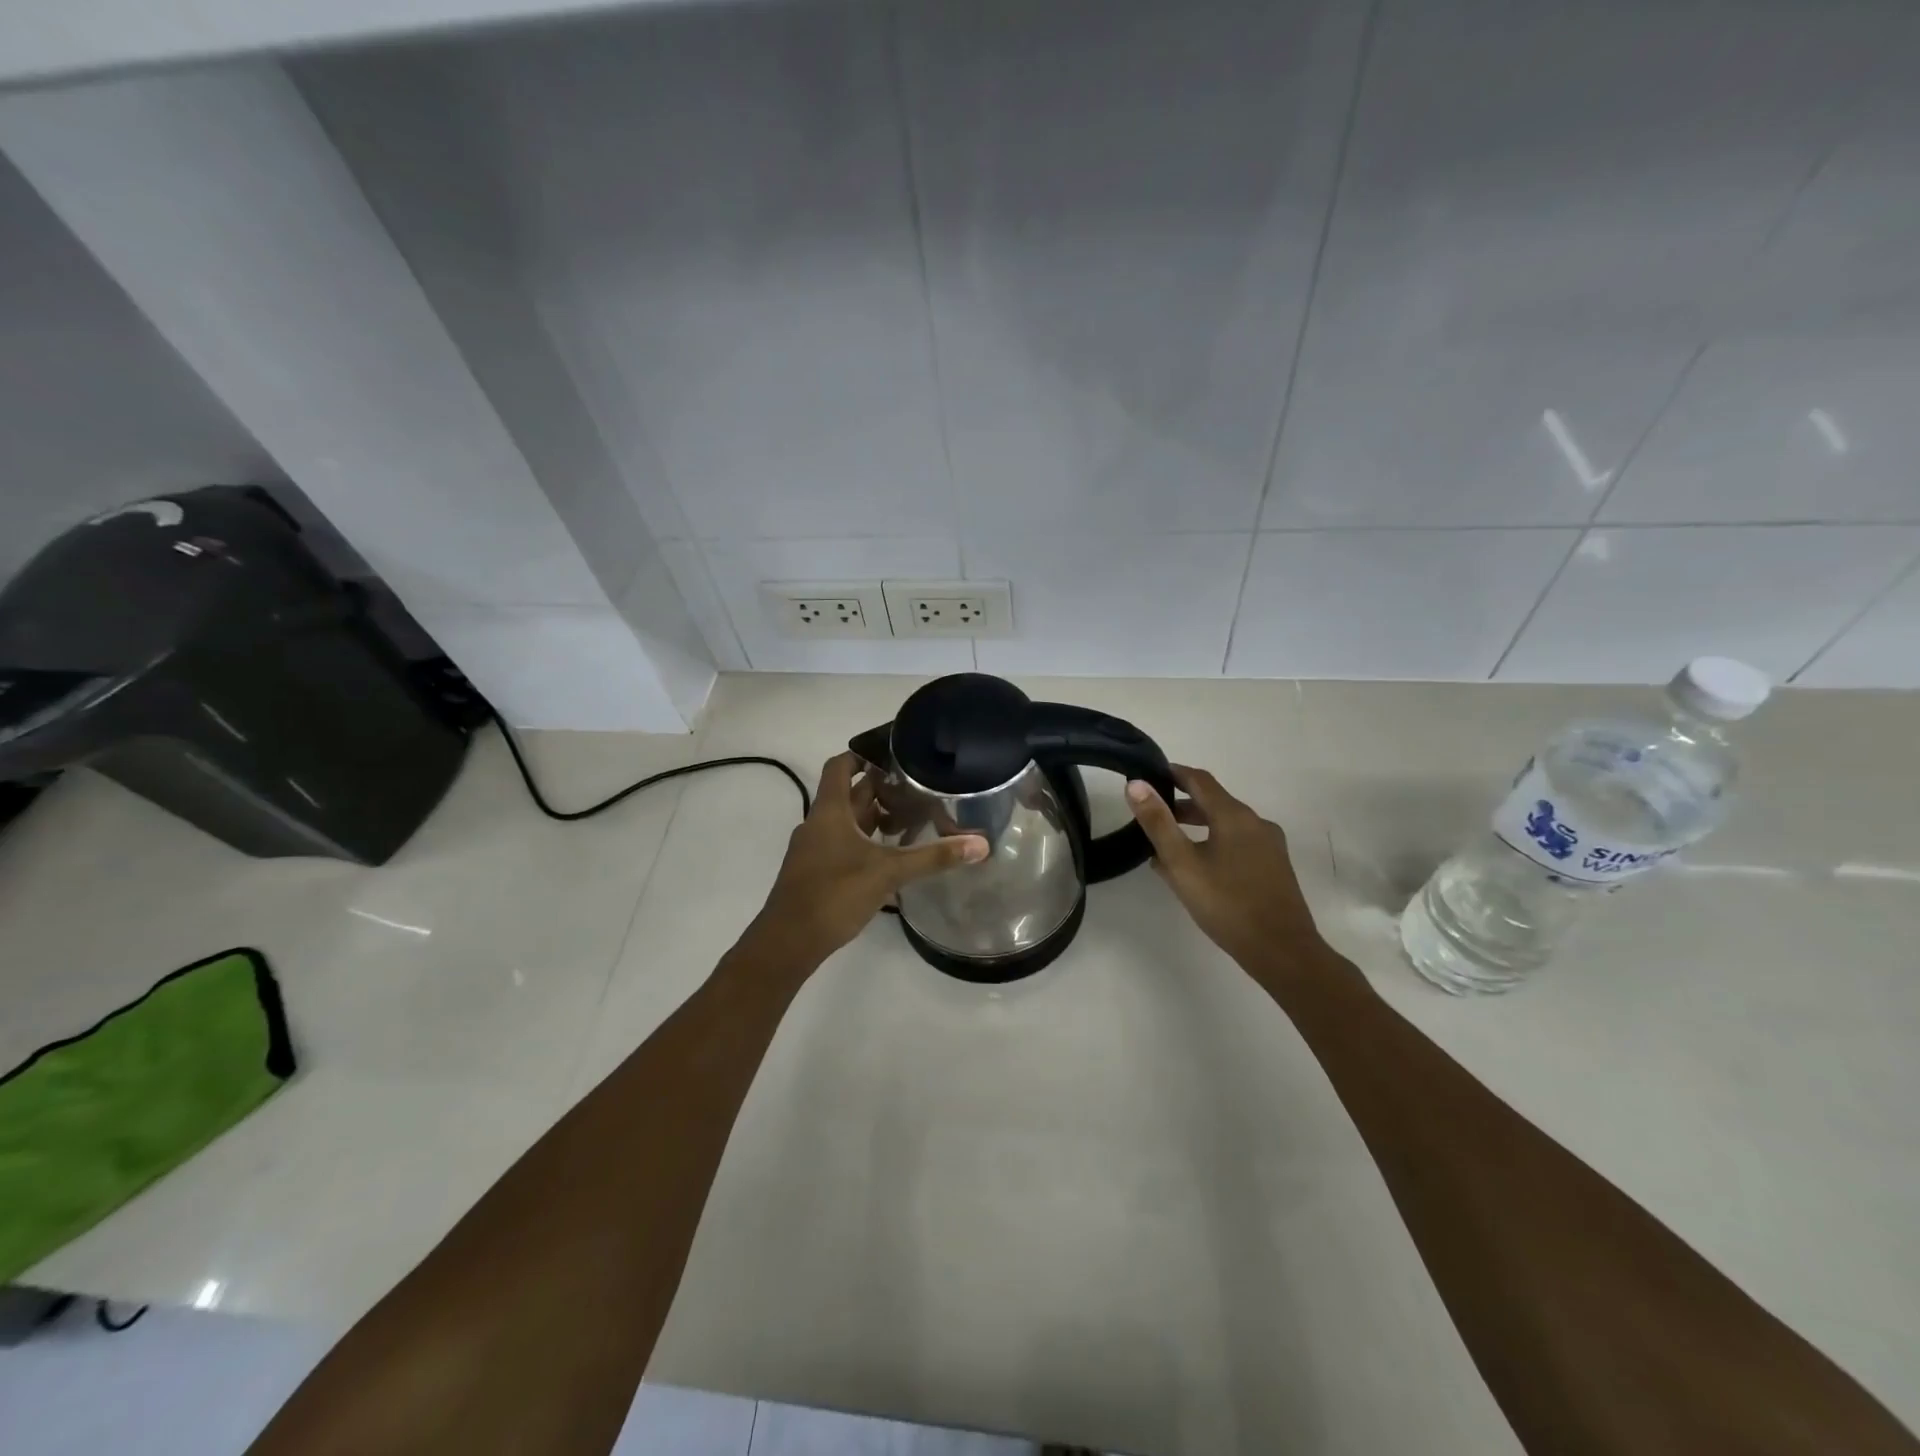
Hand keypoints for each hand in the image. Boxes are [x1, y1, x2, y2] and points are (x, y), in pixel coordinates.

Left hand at [752, 752, 987, 965]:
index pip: (840, 766)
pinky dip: (866, 842)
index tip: (893, 755)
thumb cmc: (834, 894)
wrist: (788, 942)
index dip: (863, 755)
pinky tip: (890, 856)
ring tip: (911, 819)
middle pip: (848, 794)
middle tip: (917, 788)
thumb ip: (933, 857)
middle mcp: (818, 823)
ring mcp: (815, 849)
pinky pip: (843, 844)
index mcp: (829, 811)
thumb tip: (980, 844)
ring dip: (874, 817)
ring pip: (847, 822)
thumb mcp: (888, 872)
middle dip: (880, 789)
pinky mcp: (816, 872)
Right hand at [1125, 765, 1325, 973]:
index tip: (1150, 775)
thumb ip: (1157, 822)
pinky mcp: (1274, 867)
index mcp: (1234, 816)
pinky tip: (1197, 868)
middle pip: (1214, 802)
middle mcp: (1256, 823)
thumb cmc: (1227, 903)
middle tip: (1151, 813)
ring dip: (1197, 826)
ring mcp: (1270, 846)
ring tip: (1167, 844)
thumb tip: (1136, 784)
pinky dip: (1213, 843)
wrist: (1282, 951)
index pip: (1200, 780)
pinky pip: (1238, 843)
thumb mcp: (1182, 863)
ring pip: (1226, 825)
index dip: (1173, 773)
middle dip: (1182, 804)